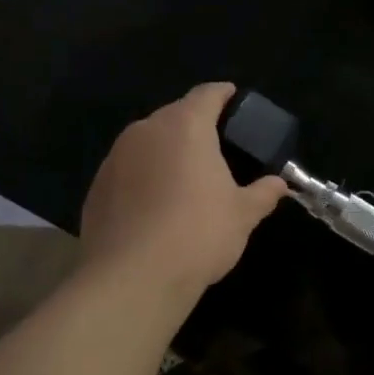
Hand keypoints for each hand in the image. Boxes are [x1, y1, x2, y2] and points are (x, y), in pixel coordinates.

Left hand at [78, 83, 288, 304]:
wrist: (131, 281)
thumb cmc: (198, 233)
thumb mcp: (243, 214)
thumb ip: (263, 193)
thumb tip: (278, 184)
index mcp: (186, 126)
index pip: (208, 94)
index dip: (225, 95)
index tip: (236, 101)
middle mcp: (147, 131)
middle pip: (175, 114)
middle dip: (196, 125)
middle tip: (218, 147)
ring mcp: (115, 159)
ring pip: (148, 141)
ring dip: (167, 151)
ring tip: (187, 177)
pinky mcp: (95, 188)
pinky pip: (128, 170)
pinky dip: (144, 176)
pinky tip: (156, 205)